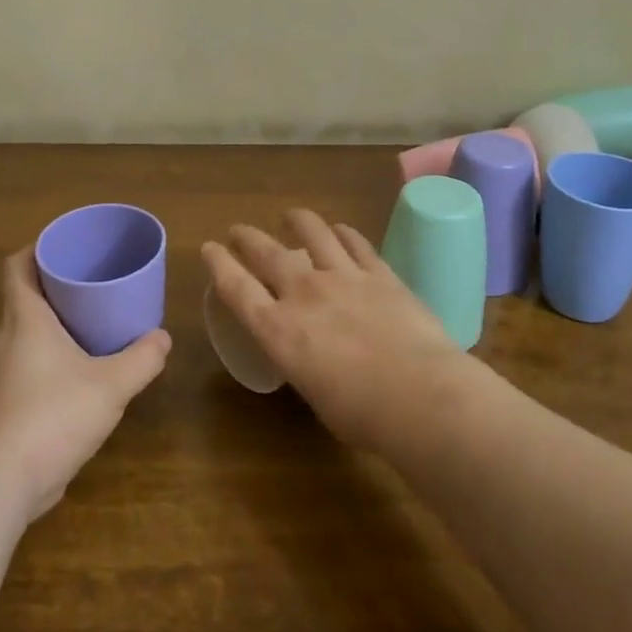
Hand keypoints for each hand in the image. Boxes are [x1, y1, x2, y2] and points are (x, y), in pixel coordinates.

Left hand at [0, 250, 170, 521]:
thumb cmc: (53, 416)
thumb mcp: (111, 385)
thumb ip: (142, 358)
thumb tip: (162, 338)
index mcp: (23, 319)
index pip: (17, 266)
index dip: (38, 248)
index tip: (68, 247)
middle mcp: (2, 339)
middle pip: (23, 297)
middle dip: (56, 288)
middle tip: (94, 286)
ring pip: (23, 334)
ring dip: (53, 327)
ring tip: (91, 329)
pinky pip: (23, 365)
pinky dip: (47, 359)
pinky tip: (77, 378)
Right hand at [201, 209, 460, 449]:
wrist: (421, 396)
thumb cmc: (363, 415)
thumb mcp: (314, 394)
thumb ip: (306, 365)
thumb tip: (314, 356)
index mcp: (279, 330)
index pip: (236, 287)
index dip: (219, 264)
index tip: (209, 248)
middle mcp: (304, 293)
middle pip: (267, 252)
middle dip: (247, 237)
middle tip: (238, 230)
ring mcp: (344, 277)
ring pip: (313, 233)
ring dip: (297, 220)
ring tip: (291, 216)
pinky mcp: (380, 274)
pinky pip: (356, 243)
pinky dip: (343, 232)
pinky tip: (339, 229)